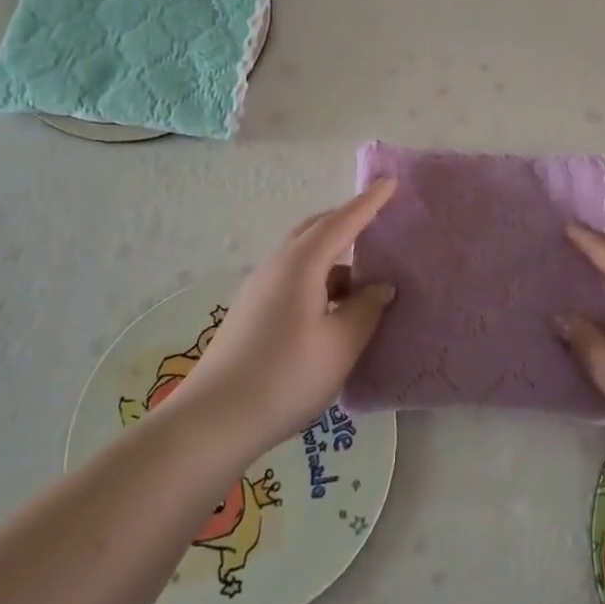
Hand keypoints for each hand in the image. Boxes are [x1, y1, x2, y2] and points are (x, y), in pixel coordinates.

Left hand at [169, 179, 399, 459]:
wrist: (214, 420)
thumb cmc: (287, 376)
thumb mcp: (341, 344)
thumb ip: (366, 308)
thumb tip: (380, 286)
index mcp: (300, 264)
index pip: (341, 222)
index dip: (368, 203)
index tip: (390, 183)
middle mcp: (276, 266)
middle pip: (315, 231)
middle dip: (346, 223)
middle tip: (377, 224)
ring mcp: (258, 289)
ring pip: (303, 257)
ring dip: (334, 259)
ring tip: (363, 282)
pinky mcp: (251, 312)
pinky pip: (293, 279)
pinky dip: (319, 281)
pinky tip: (333, 310)